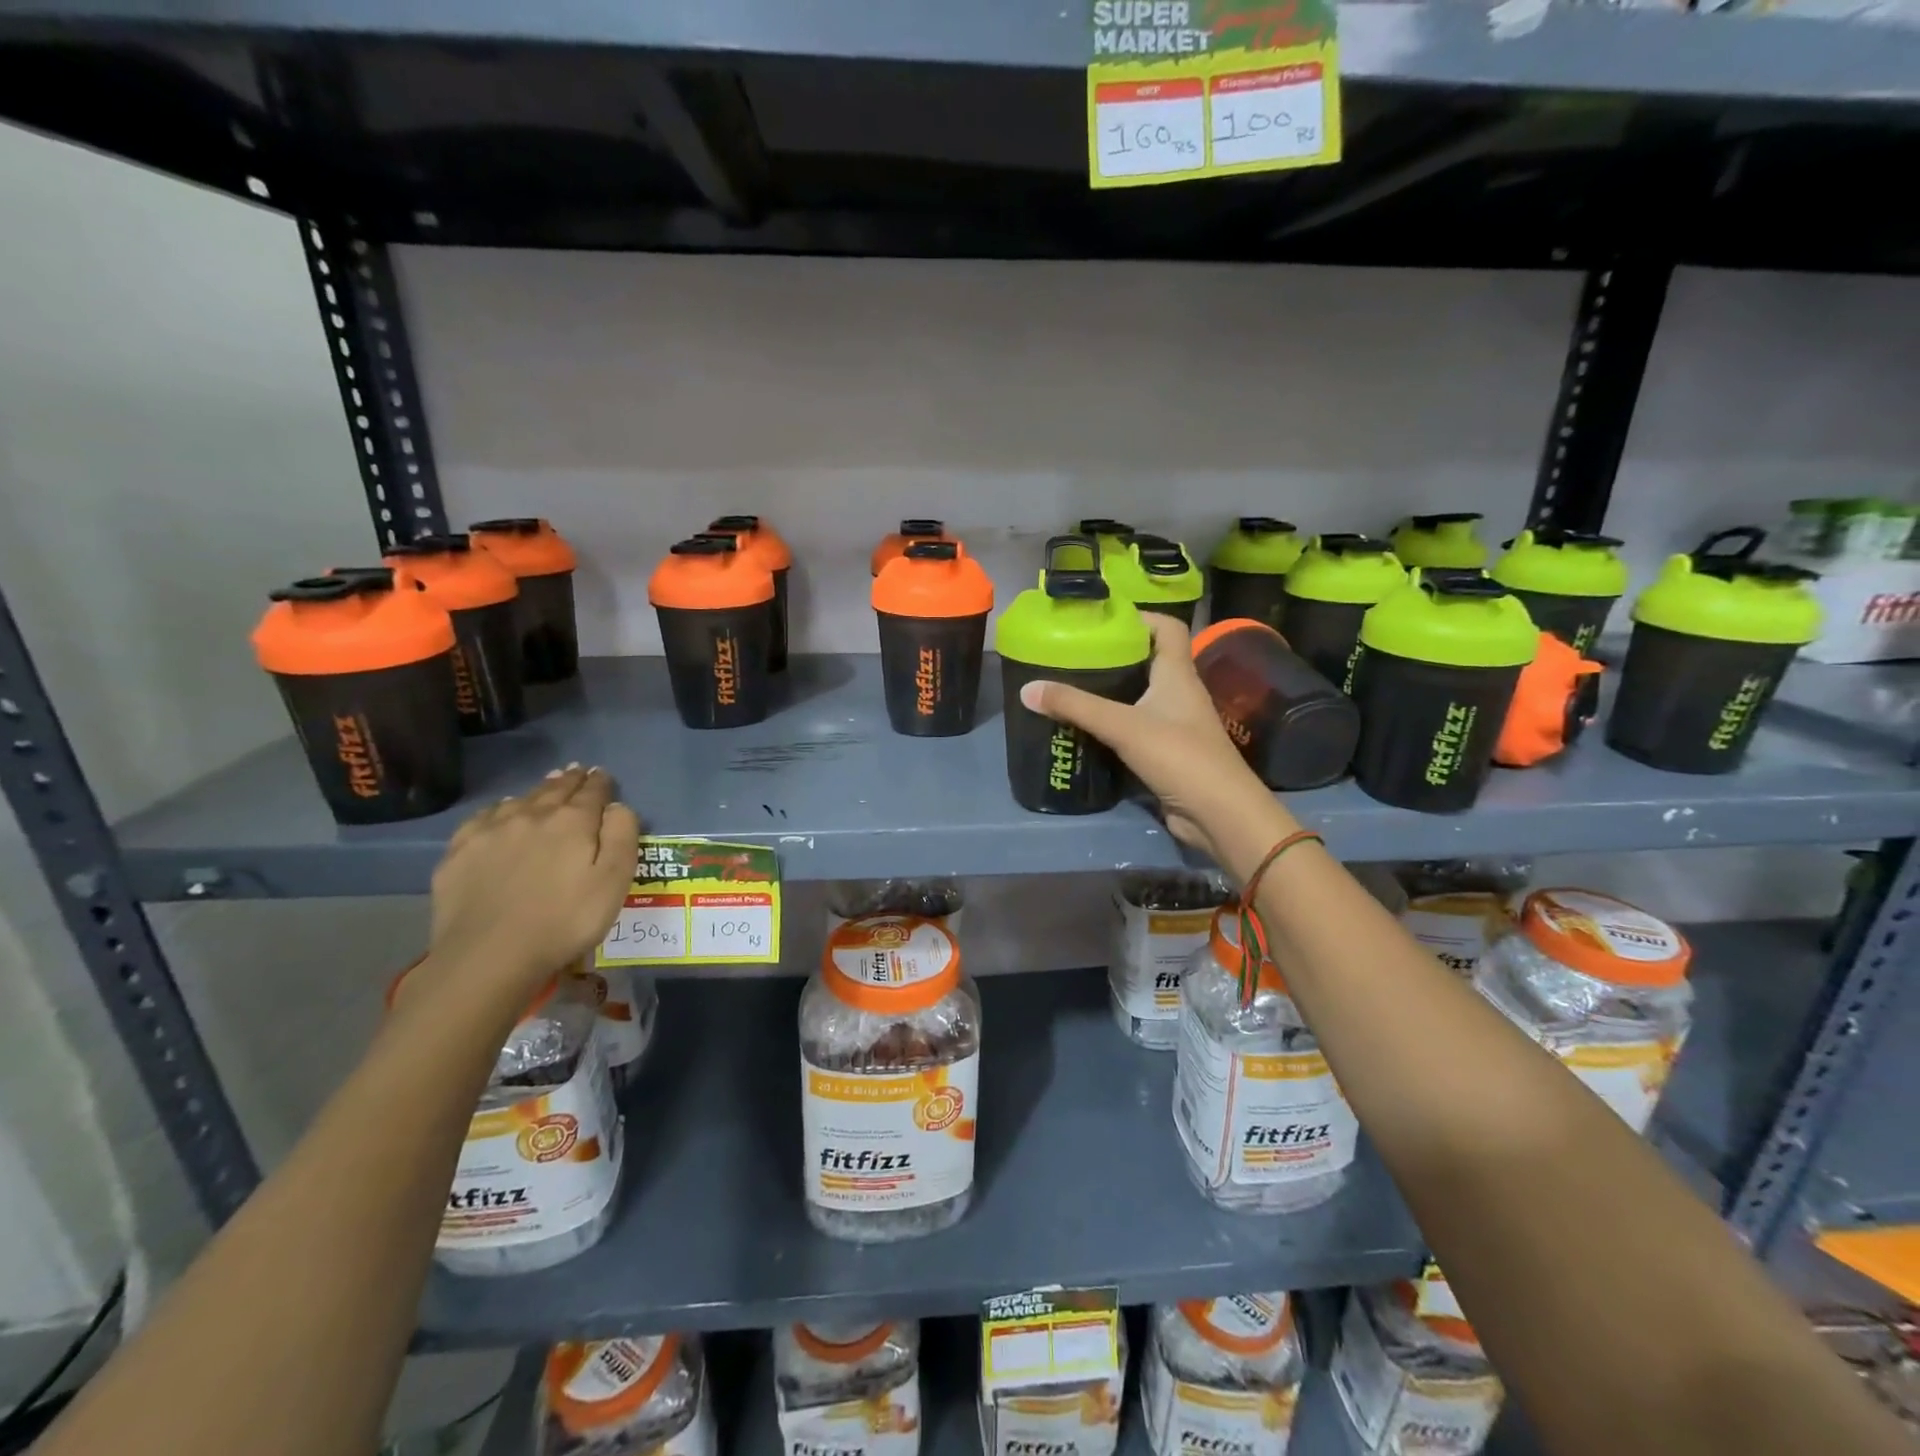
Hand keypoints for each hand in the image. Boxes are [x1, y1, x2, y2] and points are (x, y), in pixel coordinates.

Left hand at [410, 767, 641, 1013]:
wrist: (489, 956)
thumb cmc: (566, 920)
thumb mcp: (614, 881)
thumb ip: (622, 836)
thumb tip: (617, 806)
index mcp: (573, 822)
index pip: (592, 792)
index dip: (600, 782)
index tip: (602, 775)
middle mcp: (532, 815)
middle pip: (555, 790)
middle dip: (570, 780)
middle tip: (577, 771)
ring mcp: (491, 831)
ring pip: (520, 799)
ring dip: (538, 790)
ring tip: (547, 785)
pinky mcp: (460, 852)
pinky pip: (484, 817)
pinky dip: (499, 808)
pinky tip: (502, 811)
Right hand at [1018, 616, 1295, 876]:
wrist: (1219, 814)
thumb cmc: (1179, 756)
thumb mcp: (1123, 726)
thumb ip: (1075, 706)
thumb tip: (1027, 689)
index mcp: (1177, 674)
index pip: (1167, 628)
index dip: (1139, 617)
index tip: (1101, 621)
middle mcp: (1179, 694)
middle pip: (1148, 661)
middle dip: (1114, 656)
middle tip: (1074, 655)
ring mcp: (1174, 725)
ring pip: (1139, 698)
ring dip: (1110, 693)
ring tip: (1071, 688)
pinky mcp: (1166, 754)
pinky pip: (1135, 730)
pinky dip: (1112, 726)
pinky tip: (1085, 730)